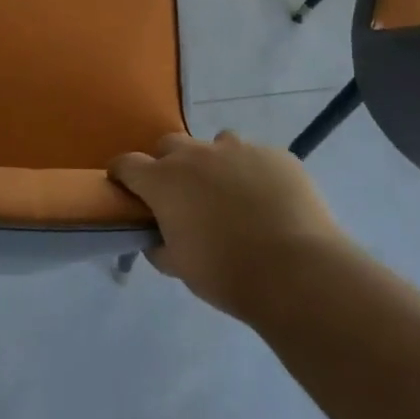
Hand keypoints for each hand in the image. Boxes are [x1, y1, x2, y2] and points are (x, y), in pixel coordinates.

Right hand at [109, 131, 348, 318]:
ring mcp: (239, 149)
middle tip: (183, 195)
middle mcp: (196, 154)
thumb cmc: (226, 274)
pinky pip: (256, 157)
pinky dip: (254, 174)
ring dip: (215, 164)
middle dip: (170, 165)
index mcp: (163, 181)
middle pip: (170, 145)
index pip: (126, 164)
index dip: (123, 175)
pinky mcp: (276, 154)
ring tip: (232, 195)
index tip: (126, 189)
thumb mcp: (180, 267)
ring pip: (217, 144)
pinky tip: (269, 201)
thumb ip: (160, 246)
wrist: (296, 271)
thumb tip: (157, 238)